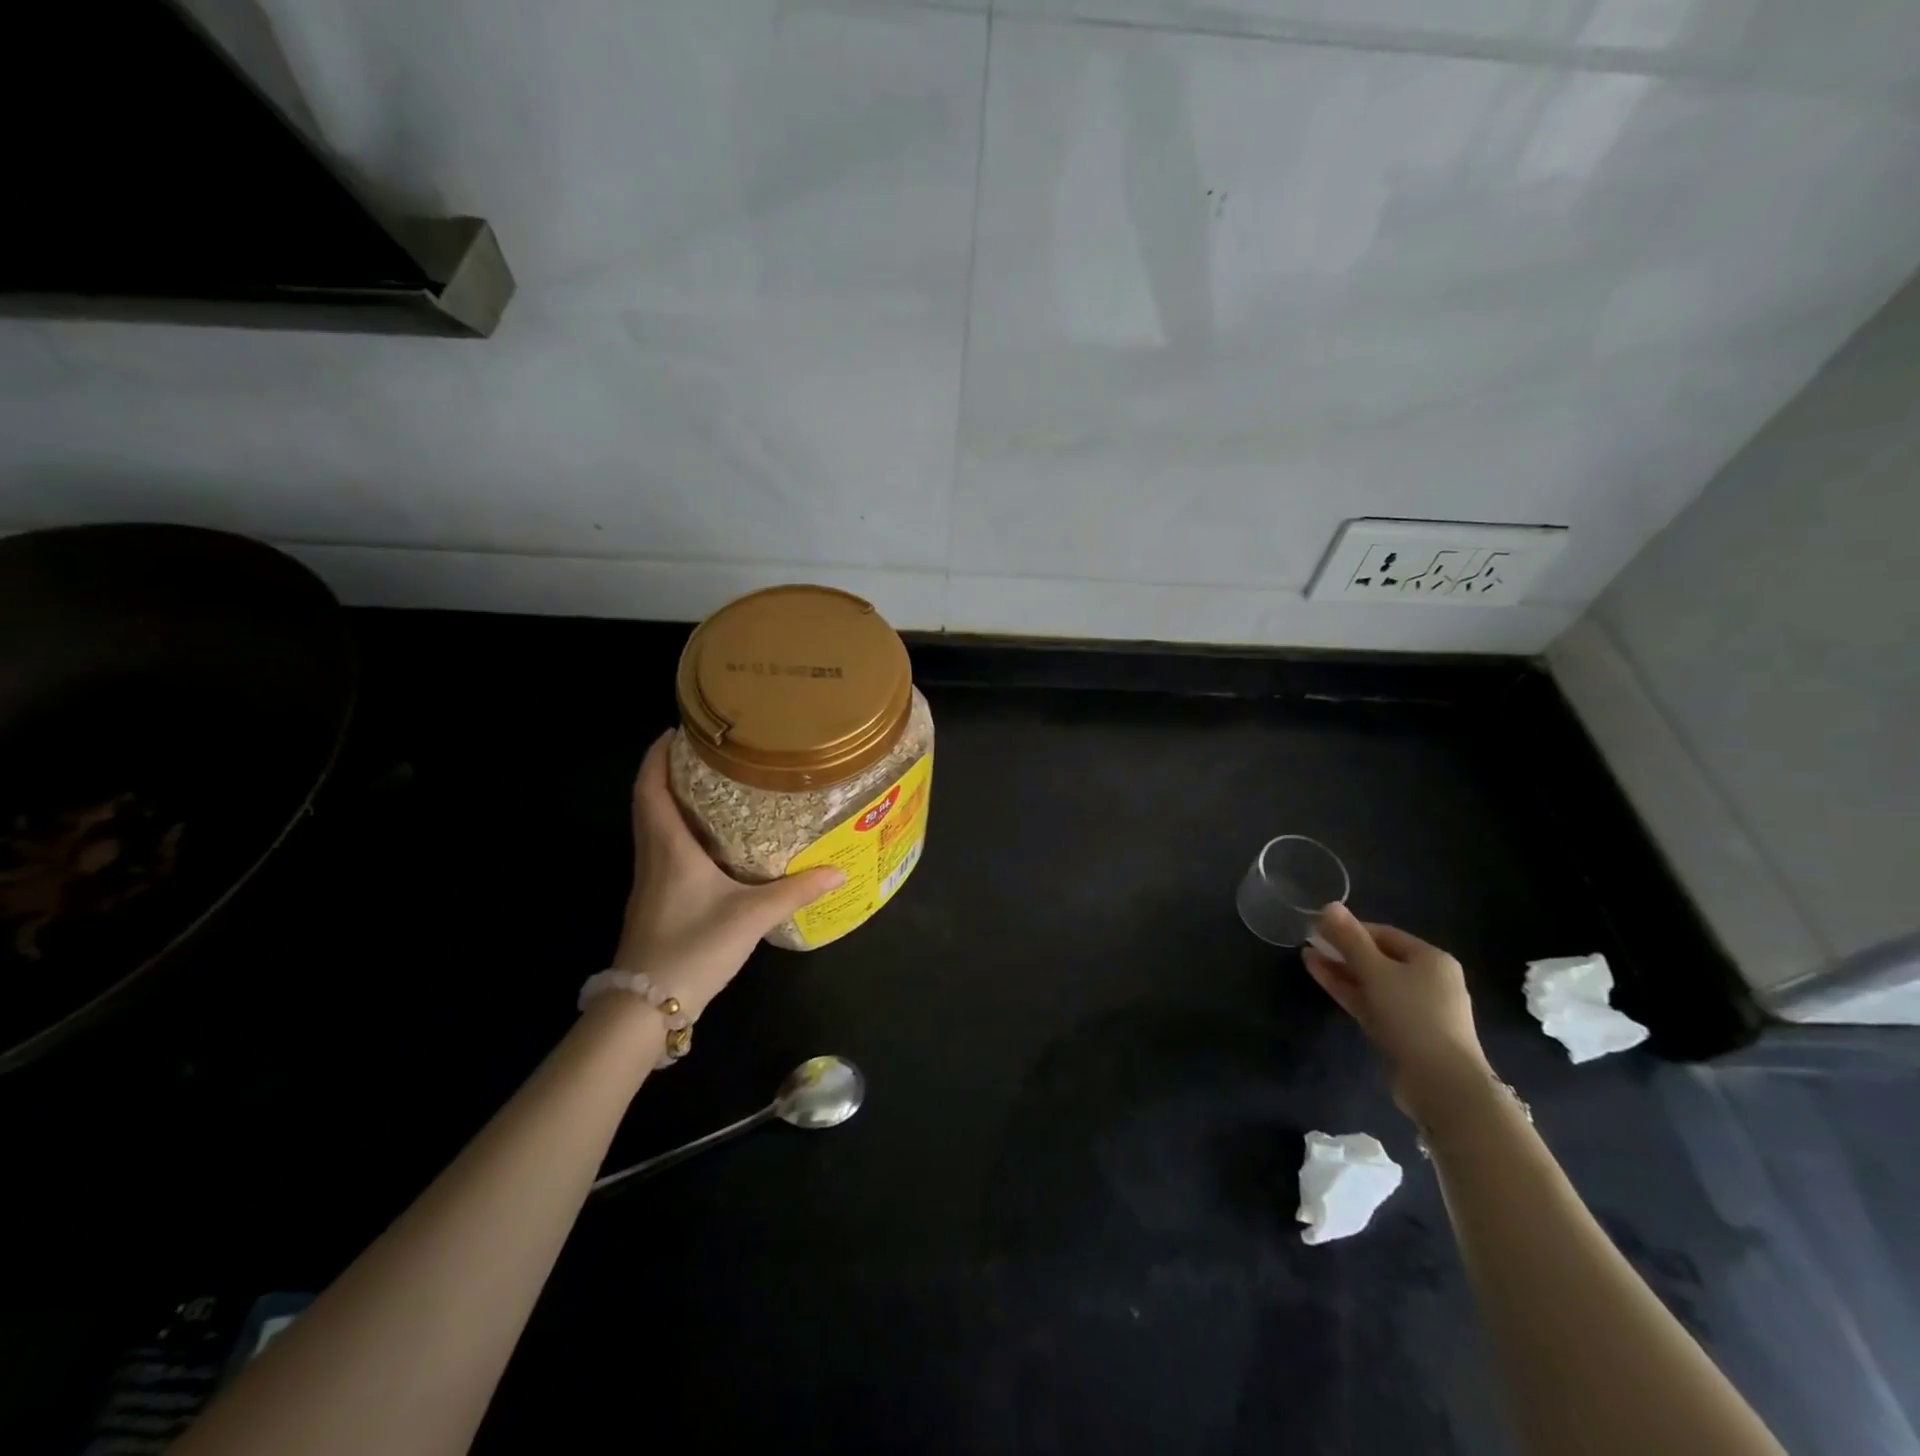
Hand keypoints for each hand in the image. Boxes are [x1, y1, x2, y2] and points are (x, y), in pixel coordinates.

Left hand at [610, 732, 843, 1020]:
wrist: (644, 1007)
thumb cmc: (693, 947)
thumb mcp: (751, 916)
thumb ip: (795, 891)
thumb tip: (838, 871)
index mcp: (669, 848)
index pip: (651, 788)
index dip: (657, 756)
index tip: (678, 731)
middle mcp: (653, 857)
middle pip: (649, 802)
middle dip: (669, 772)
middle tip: (706, 754)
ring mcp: (649, 882)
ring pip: (654, 828)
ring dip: (672, 802)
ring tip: (711, 789)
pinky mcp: (654, 902)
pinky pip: (662, 851)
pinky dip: (678, 832)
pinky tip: (709, 844)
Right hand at [1302, 903, 1492, 1119]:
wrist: (1441, 1084)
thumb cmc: (1412, 1016)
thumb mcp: (1376, 971)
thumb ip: (1350, 939)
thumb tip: (1329, 905)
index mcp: (1431, 959)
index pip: (1384, 933)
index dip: (1350, 929)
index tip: (1318, 928)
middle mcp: (1427, 980)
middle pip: (1378, 956)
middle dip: (1343, 949)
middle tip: (1309, 941)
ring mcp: (1414, 1008)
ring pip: (1371, 981)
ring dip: (1340, 968)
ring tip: (1306, 956)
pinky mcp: (1401, 1031)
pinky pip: (1371, 1001)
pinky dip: (1348, 989)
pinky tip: (1321, 976)